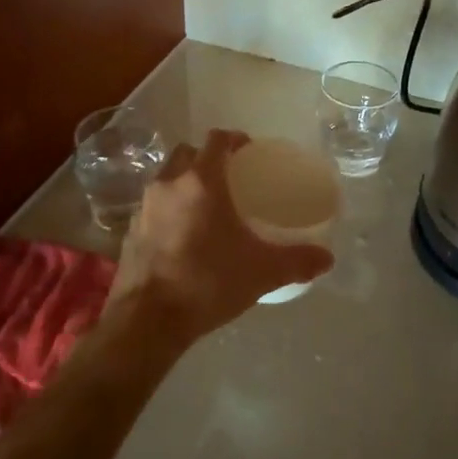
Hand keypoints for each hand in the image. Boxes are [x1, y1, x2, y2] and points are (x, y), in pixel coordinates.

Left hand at [115, 130, 333, 343]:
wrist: (147, 319)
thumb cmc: (208, 282)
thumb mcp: (261, 272)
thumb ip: (297, 261)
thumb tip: (327, 258)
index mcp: (201, 181)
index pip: (216, 140)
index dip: (233, 139)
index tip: (248, 150)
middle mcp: (169, 183)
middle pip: (188, 153)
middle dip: (207, 158)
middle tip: (228, 177)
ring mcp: (144, 206)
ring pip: (166, 177)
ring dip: (184, 181)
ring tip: (206, 205)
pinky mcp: (130, 230)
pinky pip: (153, 205)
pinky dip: (168, 208)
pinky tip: (182, 234)